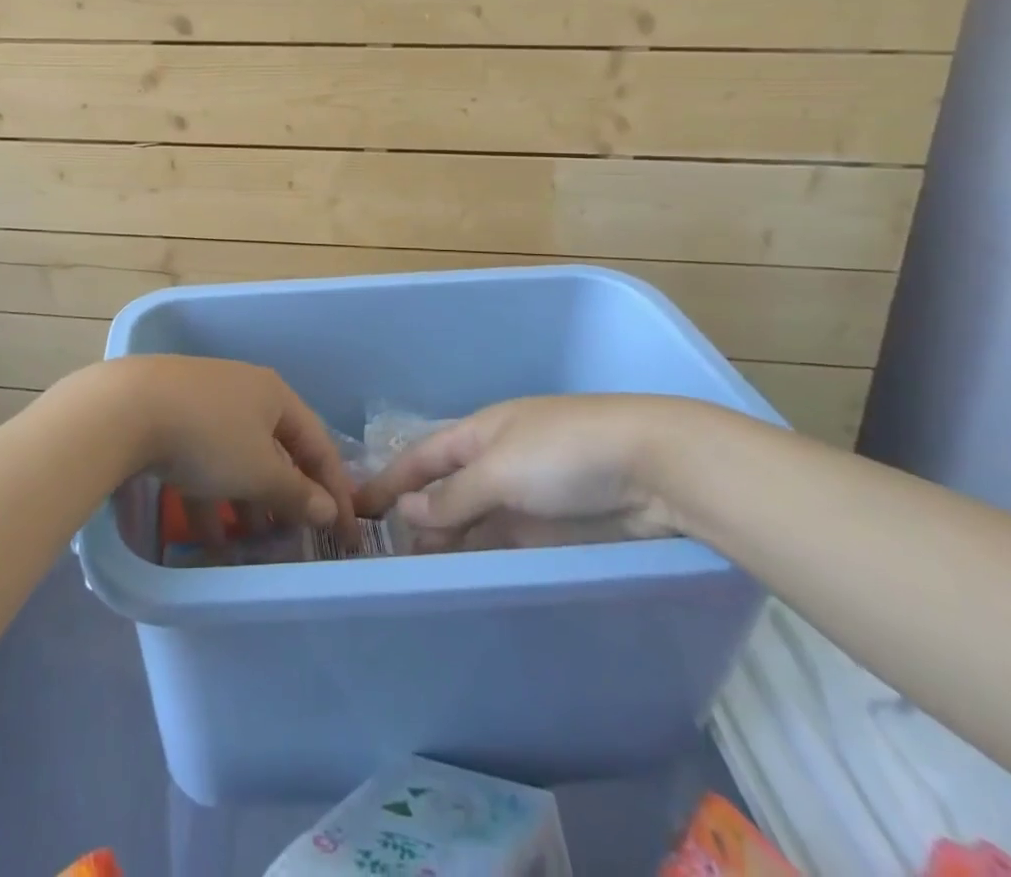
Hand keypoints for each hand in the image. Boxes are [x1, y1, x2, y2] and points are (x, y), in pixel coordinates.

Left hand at [72, 355, 358, 538]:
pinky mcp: (171, 416)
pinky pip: (204, 460)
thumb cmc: (209, 437)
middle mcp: (243, 391)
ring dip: (247, 502)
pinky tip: (206, 535)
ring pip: (237, 458)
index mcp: (273, 394)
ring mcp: (204, 401)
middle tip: (293, 539)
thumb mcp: (259, 472)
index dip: (335, 490)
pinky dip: (210, 495)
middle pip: (276, 450)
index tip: (343, 532)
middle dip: (285, 497)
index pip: (317, 444)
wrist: (126, 408)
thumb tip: (328, 510)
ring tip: (250, 544)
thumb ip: (296, 494)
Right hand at [355, 395, 706, 547]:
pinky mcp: (552, 527)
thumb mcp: (500, 469)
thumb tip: (407, 511)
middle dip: (416, 517)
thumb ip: (453, 496)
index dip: (389, 479)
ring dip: (447, 541)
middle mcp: (494, 461)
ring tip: (418, 573)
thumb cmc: (565, 453)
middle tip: (384, 557)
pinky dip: (481, 556)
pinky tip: (464, 576)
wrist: (654, 466)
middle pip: (444, 491)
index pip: (422, 457)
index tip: (356, 504)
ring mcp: (523, 495)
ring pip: (472, 520)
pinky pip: (503, 542)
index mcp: (478, 433)